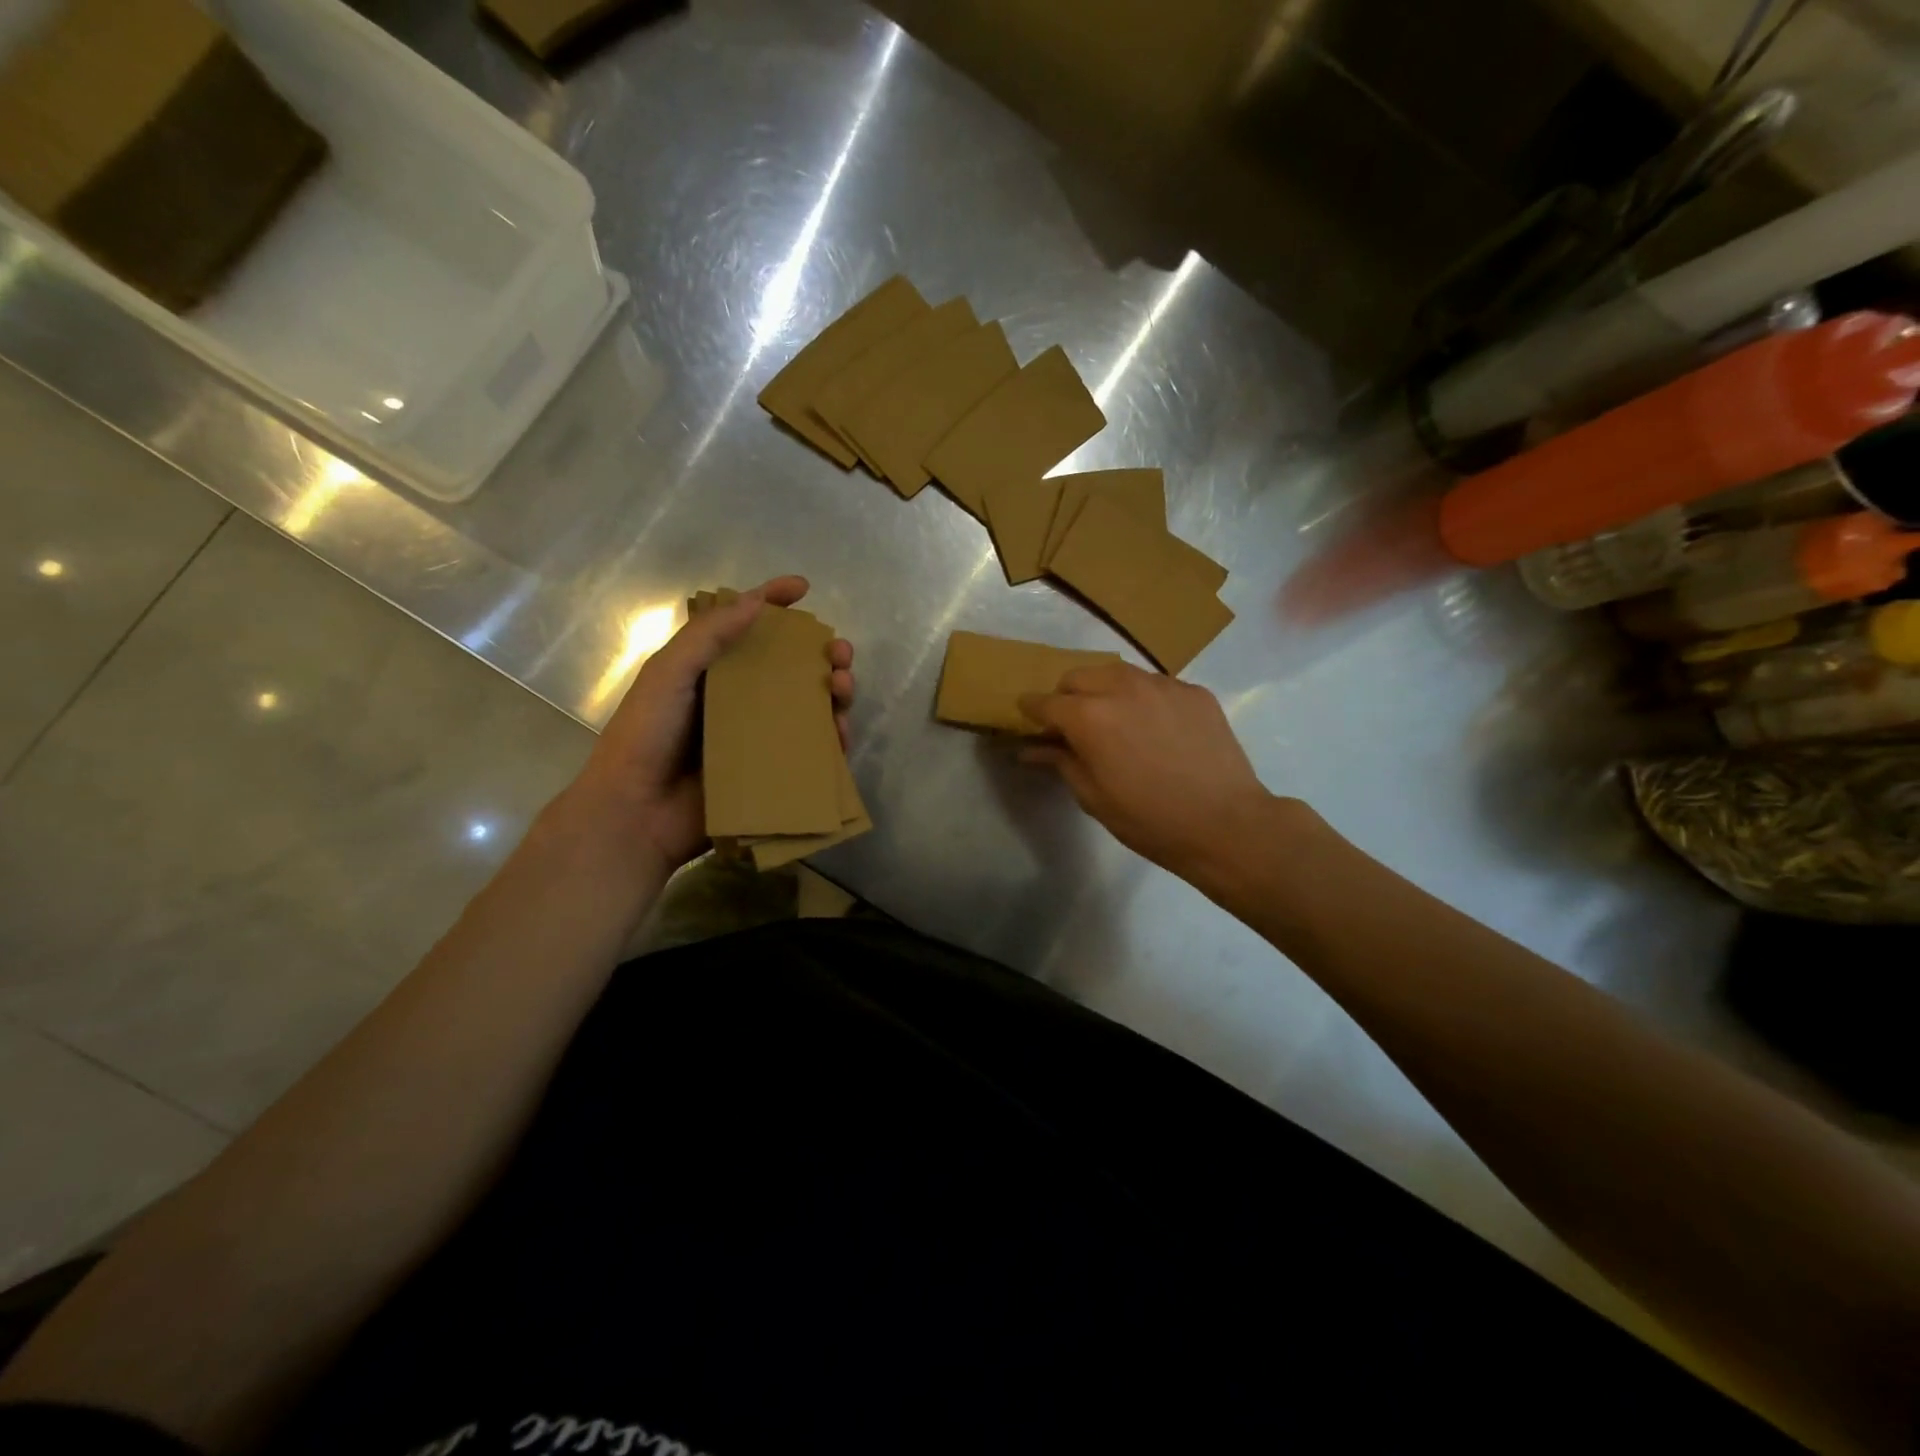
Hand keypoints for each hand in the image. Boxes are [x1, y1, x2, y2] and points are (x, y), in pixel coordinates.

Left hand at [562, 576, 854, 877]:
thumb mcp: (668, 674)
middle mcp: (740, 700)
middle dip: (824, 654)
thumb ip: (708, 636)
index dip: (775, 603)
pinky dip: (833, 739)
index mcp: (712, 671)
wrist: (637, 812)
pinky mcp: (772, 772)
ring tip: (843, 688)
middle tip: (839, 654)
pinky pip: (812, 752)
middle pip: (793, 668)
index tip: (802, 588)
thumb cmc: (646, 736)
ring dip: (836, 692)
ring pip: (811, 707)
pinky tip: (840, 732)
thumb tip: (756, 602)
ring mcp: (759, 738)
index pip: (748, 627)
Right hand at [1019, 664, 1285, 892]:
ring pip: (1118, 673)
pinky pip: (1155, 684)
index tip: (1028, 718)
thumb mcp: (1093, 797)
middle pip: (1079, 676)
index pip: (1046, 702)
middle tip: (1073, 725)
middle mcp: (1122, 688)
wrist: (1226, 824)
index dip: (1031, 709)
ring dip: (1105, 690)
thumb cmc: (1149, 819)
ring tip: (1114, 721)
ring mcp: (1162, 685)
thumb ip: (1060, 761)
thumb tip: (1030, 748)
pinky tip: (1155, 728)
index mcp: (1090, 716)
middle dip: (1068, 696)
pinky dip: (1143, 698)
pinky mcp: (1194, 691)